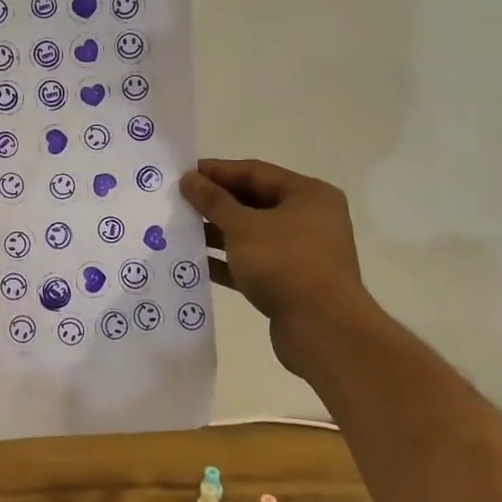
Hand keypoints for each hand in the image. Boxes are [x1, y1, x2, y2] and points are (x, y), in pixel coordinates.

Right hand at [180, 158, 374, 380]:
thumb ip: (213, 201)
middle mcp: (310, 219)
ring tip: (180, 229)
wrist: (323, 330)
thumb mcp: (243, 226)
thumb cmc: (285, 263)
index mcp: (308, 195)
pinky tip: (196, 262)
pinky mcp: (291, 282)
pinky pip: (254, 263)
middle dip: (216, 203)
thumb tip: (189, 179)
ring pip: (252, 234)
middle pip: (254, 202)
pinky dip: (228, 261)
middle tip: (178, 201)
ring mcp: (302, 253)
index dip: (217, 171)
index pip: (255, 172)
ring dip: (218, 232)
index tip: (183, 173)